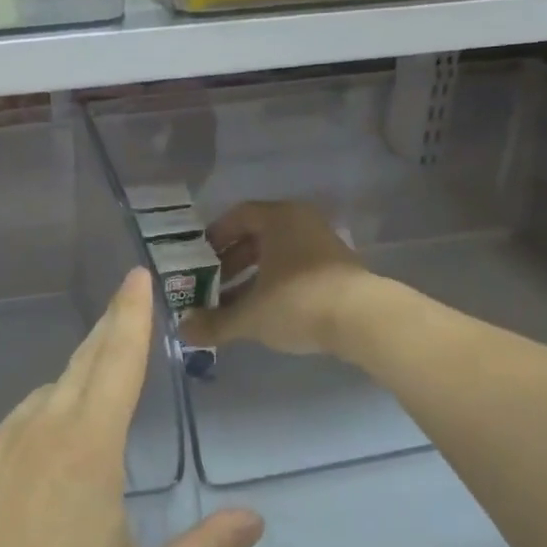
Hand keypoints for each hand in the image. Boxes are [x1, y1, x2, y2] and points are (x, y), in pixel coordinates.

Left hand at [0, 270, 262, 546]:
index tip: (137, 276)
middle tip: (117, 327)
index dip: (131, 315)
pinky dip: (9, 461)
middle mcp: (32, 431)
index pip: (117, 361)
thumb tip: (253, 520)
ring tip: (69, 464)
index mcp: (87, 449)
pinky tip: (5, 514)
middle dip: (102, 344)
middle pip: (76, 370)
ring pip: (31, 412)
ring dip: (58, 417)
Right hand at [180, 201, 369, 355]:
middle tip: (211, 286)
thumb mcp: (250, 316)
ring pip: (278, 256)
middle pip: (258, 237)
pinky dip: (276, 285)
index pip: (238, 216)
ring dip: (253, 278)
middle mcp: (301, 223)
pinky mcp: (338, 269)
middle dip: (231, 263)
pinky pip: (297, 269)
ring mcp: (323, 245)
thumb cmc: (298, 302)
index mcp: (278, 219)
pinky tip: (266, 313)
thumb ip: (215, 322)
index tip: (198, 260)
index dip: (215, 237)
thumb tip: (183, 330)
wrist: (363, 319)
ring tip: (234, 306)